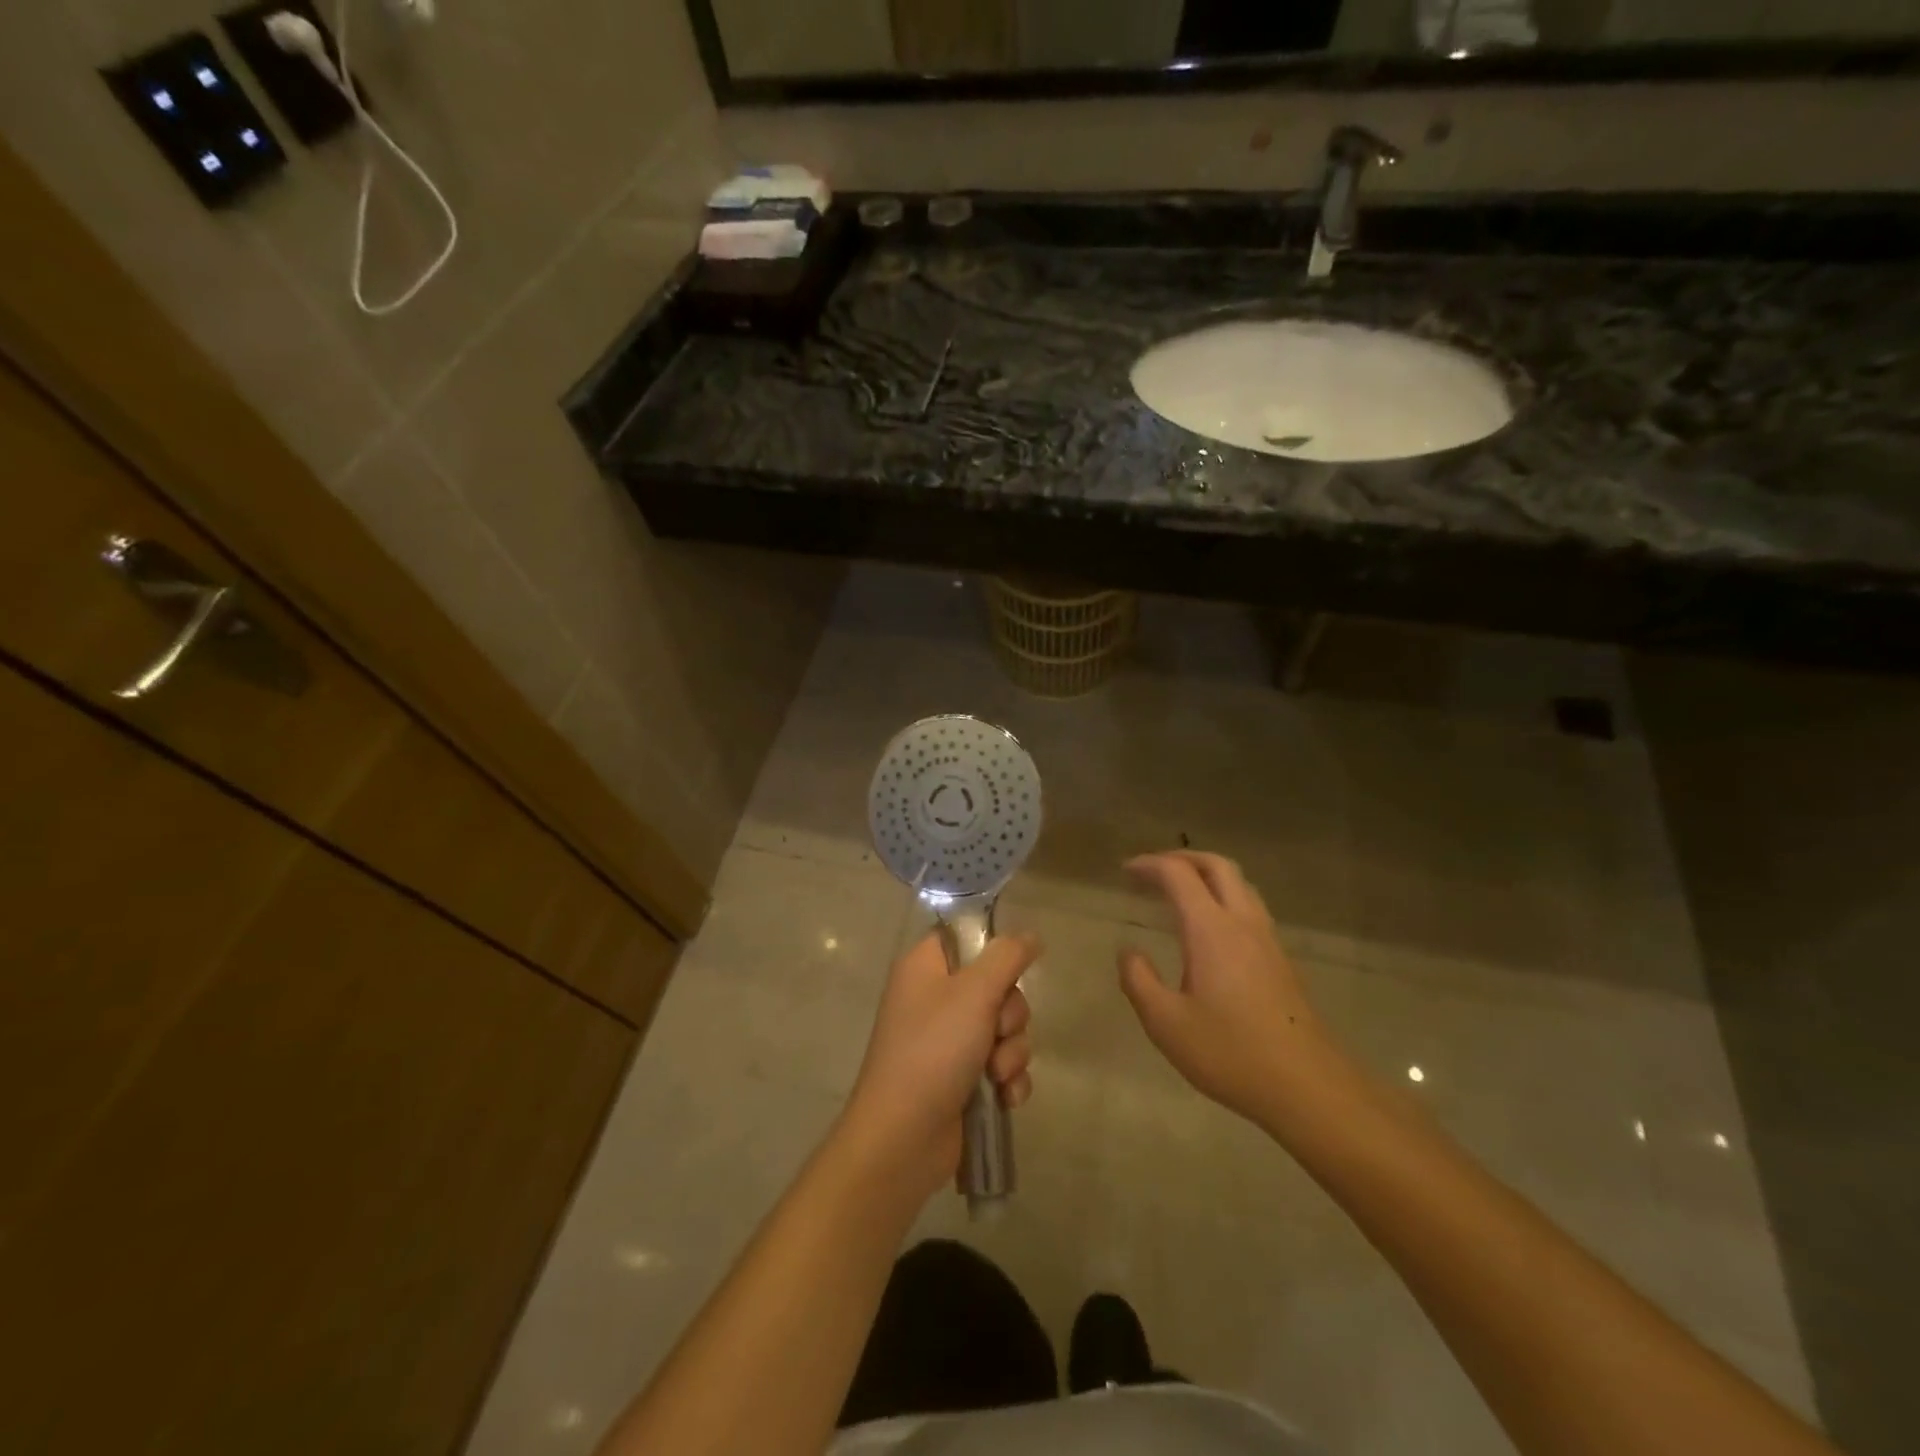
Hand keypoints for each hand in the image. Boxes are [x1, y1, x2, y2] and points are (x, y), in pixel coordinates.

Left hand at [841, 930, 1038, 1195]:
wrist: (903, 1139)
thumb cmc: (933, 1051)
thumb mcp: (974, 994)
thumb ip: (1007, 957)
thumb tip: (1030, 935)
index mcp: (926, 967)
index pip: (966, 937)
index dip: (992, 951)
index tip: (1008, 971)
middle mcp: (936, 999)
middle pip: (996, 985)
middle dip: (1009, 1016)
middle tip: (996, 1033)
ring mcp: (948, 1041)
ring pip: (1005, 1029)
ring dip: (1012, 1053)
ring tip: (996, 1075)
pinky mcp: (962, 1079)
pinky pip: (1002, 1066)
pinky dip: (1008, 1081)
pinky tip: (1004, 1098)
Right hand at [1119, 851, 1349, 1132]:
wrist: (1307, 1085)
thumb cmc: (1230, 1052)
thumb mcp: (1166, 1023)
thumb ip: (1139, 980)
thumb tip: (1128, 952)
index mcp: (1210, 929)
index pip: (1178, 874)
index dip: (1149, 865)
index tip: (1125, 871)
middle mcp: (1242, 922)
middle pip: (1216, 865)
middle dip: (1182, 858)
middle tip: (1153, 871)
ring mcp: (1267, 939)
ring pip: (1239, 884)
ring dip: (1206, 875)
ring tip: (1179, 891)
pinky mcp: (1280, 959)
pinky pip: (1249, 906)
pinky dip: (1223, 897)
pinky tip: (1210, 928)